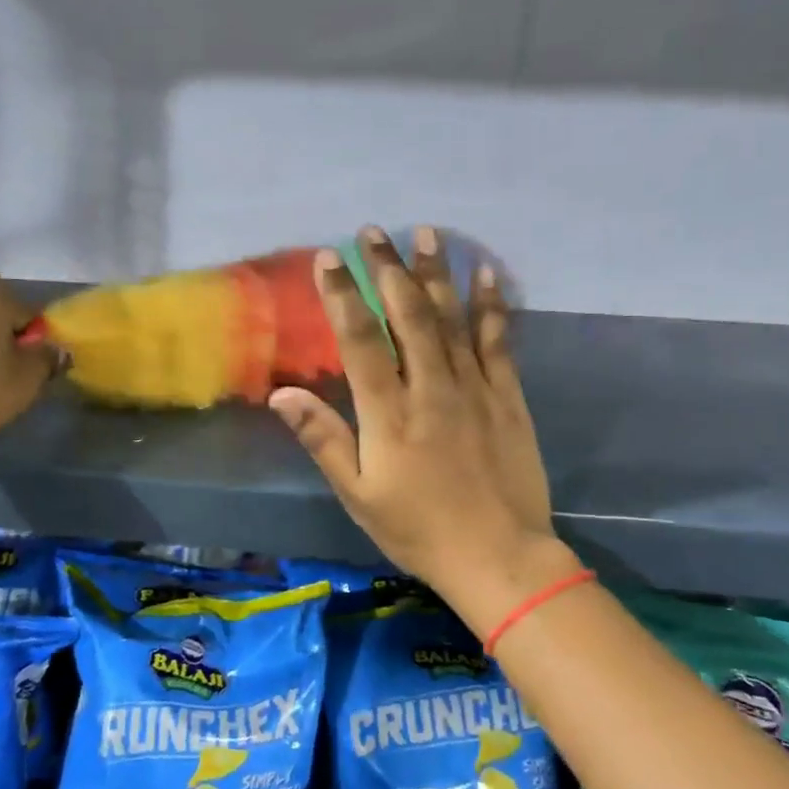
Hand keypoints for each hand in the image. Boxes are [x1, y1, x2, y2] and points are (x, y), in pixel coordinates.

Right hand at [268, 226, 580, 632]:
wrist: (499, 557)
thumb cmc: (417, 529)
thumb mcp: (357, 494)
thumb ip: (323, 439)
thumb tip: (281, 394)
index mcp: (389, 413)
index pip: (360, 340)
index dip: (342, 295)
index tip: (328, 257)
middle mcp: (431, 388)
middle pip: (408, 315)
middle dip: (388, 269)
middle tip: (374, 232)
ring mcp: (474, 388)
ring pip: (452, 318)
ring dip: (436, 273)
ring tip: (426, 233)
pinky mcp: (507, 397)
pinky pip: (498, 341)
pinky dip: (491, 305)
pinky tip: (486, 274)